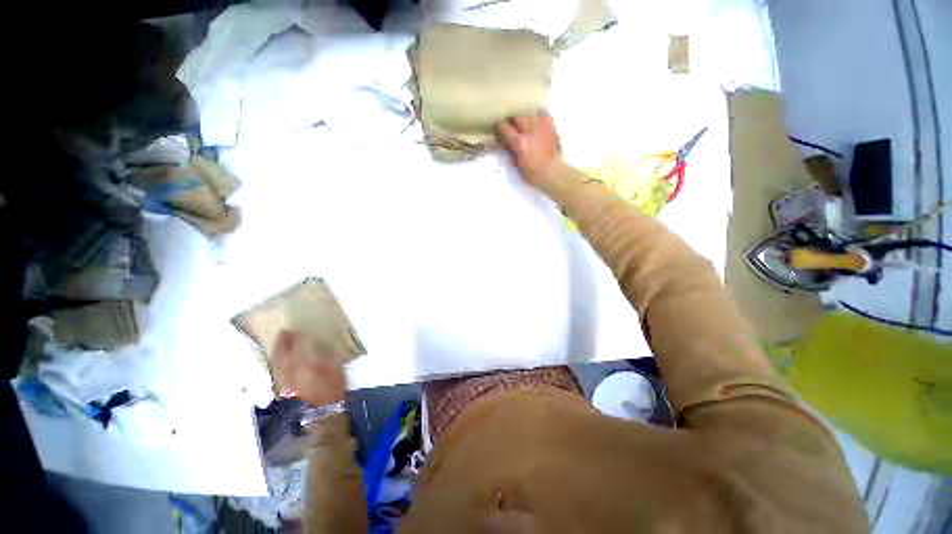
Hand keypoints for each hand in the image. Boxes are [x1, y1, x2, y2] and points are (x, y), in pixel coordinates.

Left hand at [271, 330, 346, 405]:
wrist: (322, 413)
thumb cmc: (332, 389)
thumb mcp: (334, 368)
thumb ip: (324, 354)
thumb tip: (318, 342)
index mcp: (302, 365)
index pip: (295, 347)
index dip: (295, 337)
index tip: (295, 329)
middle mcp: (288, 372)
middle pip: (281, 354)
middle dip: (281, 343)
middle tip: (283, 332)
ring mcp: (283, 382)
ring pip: (275, 363)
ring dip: (276, 352)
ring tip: (280, 344)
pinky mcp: (282, 389)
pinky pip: (276, 371)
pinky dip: (276, 363)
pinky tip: (279, 361)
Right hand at [498, 113, 563, 185]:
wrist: (553, 172)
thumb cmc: (533, 173)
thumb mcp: (518, 164)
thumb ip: (512, 151)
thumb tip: (508, 143)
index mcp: (519, 142)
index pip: (505, 128)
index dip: (500, 126)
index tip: (498, 126)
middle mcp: (530, 131)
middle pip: (518, 117)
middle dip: (513, 120)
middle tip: (511, 125)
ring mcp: (542, 127)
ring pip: (530, 114)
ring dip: (525, 118)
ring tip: (524, 123)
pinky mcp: (551, 128)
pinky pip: (543, 116)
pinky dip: (538, 118)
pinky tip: (537, 123)